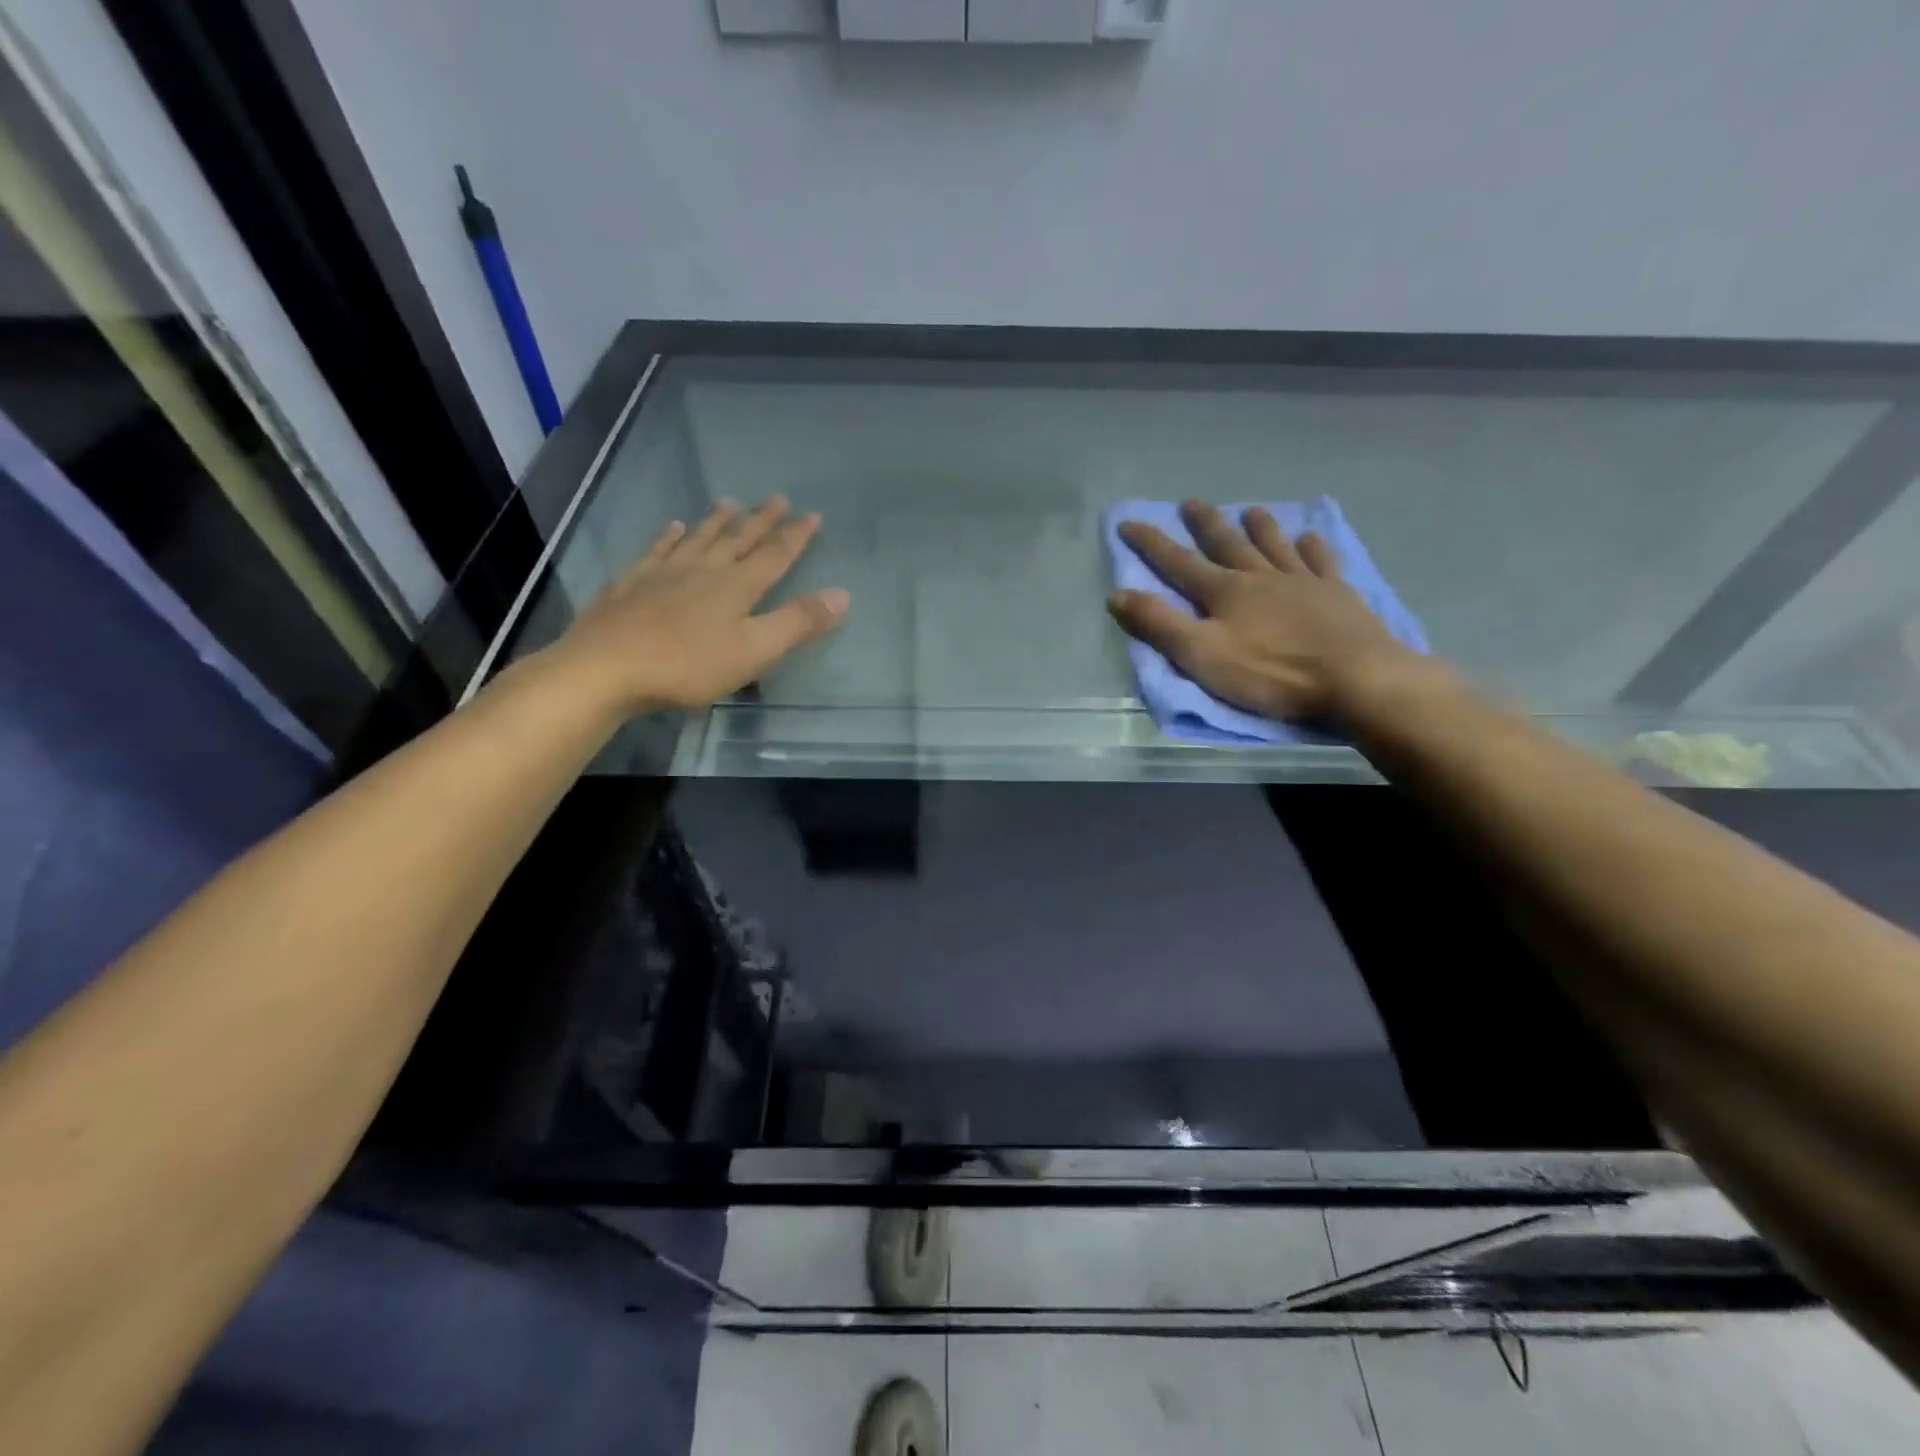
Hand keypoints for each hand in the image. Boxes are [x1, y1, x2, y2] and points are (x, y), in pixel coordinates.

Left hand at [548, 497, 848, 716]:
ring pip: (697, 539)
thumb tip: (842, 594)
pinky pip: (656, 551)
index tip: (812, 515)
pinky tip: (672, 528)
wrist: (606, 668)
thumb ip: (797, 622)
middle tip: (777, 498)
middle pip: (737, 540)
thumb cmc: (688, 664)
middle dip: (760, 521)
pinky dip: (668, 537)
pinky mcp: (631, 585)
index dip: (795, 537)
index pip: (774, 556)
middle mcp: (703, 570)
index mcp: (736, 587)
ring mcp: (663, 574)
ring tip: (727, 501)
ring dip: (715, 522)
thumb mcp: (754, 650)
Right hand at [1108, 500, 1415, 722]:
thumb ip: (1160, 625)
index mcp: (1225, 593)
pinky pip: (1321, 562)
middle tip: (1191, 502)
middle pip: (1227, 544)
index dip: (1151, 543)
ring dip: (1260, 527)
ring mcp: (1302, 582)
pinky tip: (1310, 537)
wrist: (1354, 677)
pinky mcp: (1337, 594)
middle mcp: (1260, 577)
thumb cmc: (1271, 672)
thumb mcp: (1202, 655)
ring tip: (1251, 510)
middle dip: (1206, 524)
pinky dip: (1313, 547)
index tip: (1129, 521)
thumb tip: (1117, 594)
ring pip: (1275, 546)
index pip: (1179, 563)